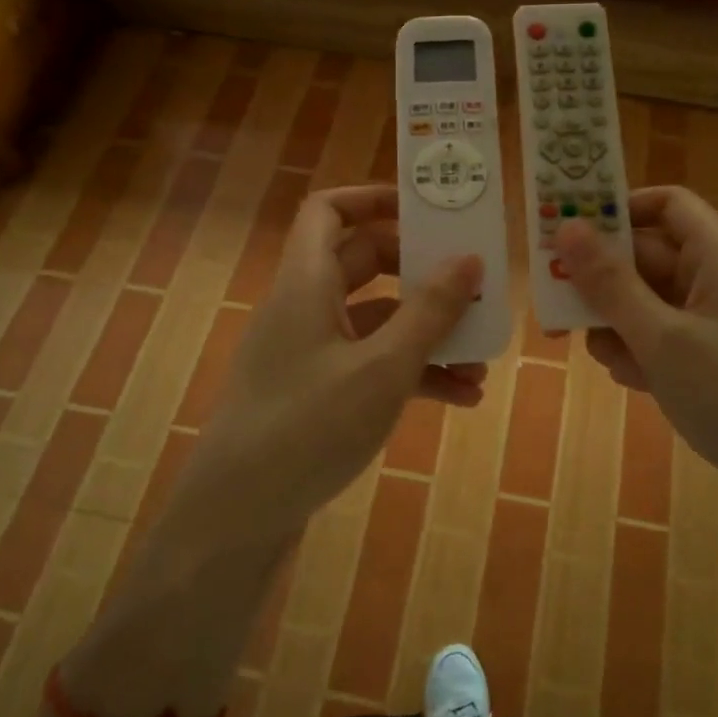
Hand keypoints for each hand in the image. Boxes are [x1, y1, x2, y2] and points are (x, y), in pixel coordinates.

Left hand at [173, 186, 482, 544]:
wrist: (237, 517)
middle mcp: (304, 308)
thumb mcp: (382, 368)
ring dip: (426, 333)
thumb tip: (469, 259)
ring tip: (480, 359)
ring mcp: (309, 353)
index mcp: (306, 283)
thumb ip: (429, 312)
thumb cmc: (308, 428)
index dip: (373, 198)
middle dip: (421, 274)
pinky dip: (411, 372)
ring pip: (375, 320)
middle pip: (364, 263)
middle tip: (470, 285)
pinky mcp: (317, 392)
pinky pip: (370, 364)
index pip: (328, 210)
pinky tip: (460, 399)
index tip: (427, 211)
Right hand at [554, 186, 717, 479]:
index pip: (668, 205)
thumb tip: (567, 225)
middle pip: (650, 256)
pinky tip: (630, 379)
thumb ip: (609, 283)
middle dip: (604, 279)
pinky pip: (665, 336)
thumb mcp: (661, 337)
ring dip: (617, 321)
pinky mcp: (716, 359)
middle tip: (557, 301)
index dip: (620, 209)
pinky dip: (641, 350)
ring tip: (599, 353)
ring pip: (650, 301)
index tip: (572, 231)